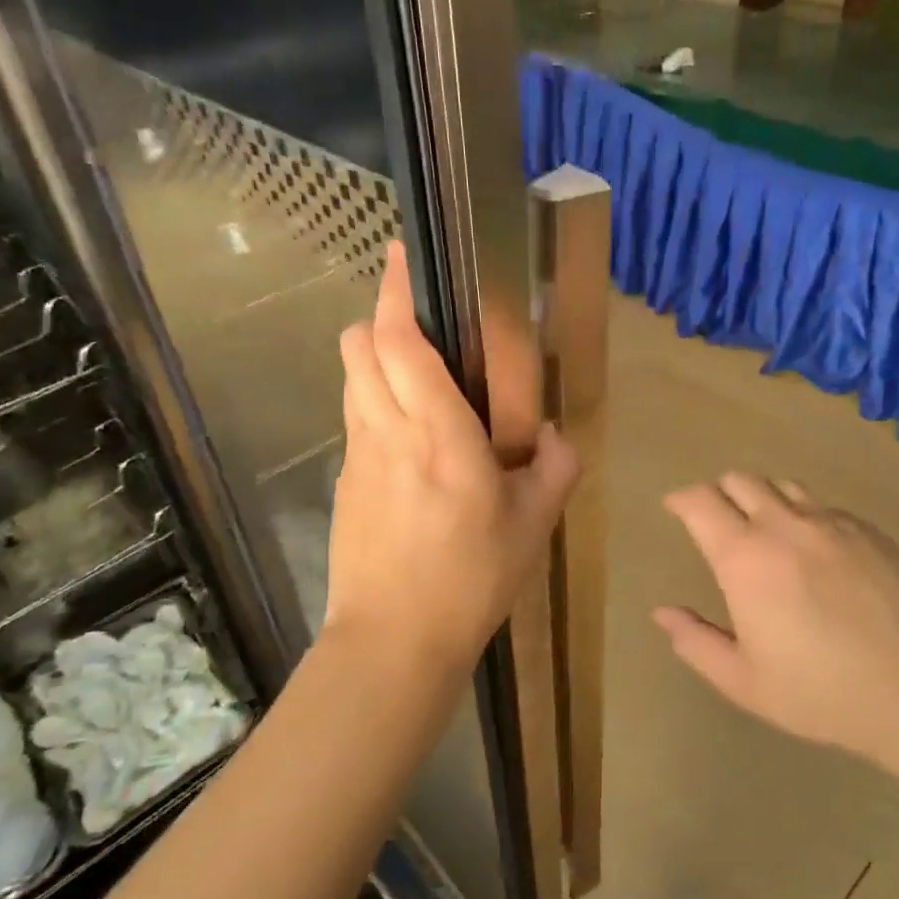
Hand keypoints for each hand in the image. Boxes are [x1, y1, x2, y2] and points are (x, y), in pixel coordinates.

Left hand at [329, 243, 578, 673]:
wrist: (394, 642)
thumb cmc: (471, 578)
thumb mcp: (534, 524)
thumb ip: (554, 466)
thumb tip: (550, 435)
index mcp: (438, 431)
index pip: (399, 341)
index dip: (394, 292)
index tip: (399, 256)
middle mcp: (387, 430)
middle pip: (359, 346)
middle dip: (381, 317)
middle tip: (421, 320)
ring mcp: (357, 455)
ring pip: (351, 379)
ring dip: (375, 358)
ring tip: (417, 374)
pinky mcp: (344, 482)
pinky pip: (356, 418)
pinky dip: (373, 401)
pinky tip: (409, 438)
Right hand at [655, 474, 898, 782]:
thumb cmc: (825, 693)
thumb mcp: (745, 682)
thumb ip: (696, 642)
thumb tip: (662, 612)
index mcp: (745, 558)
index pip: (700, 502)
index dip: (681, 499)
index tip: (674, 507)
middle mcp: (784, 525)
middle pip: (739, 481)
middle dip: (718, 492)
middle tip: (715, 520)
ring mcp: (831, 522)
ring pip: (782, 485)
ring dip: (761, 496)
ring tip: (762, 526)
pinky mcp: (869, 530)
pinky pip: (822, 505)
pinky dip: (802, 513)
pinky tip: (813, 548)